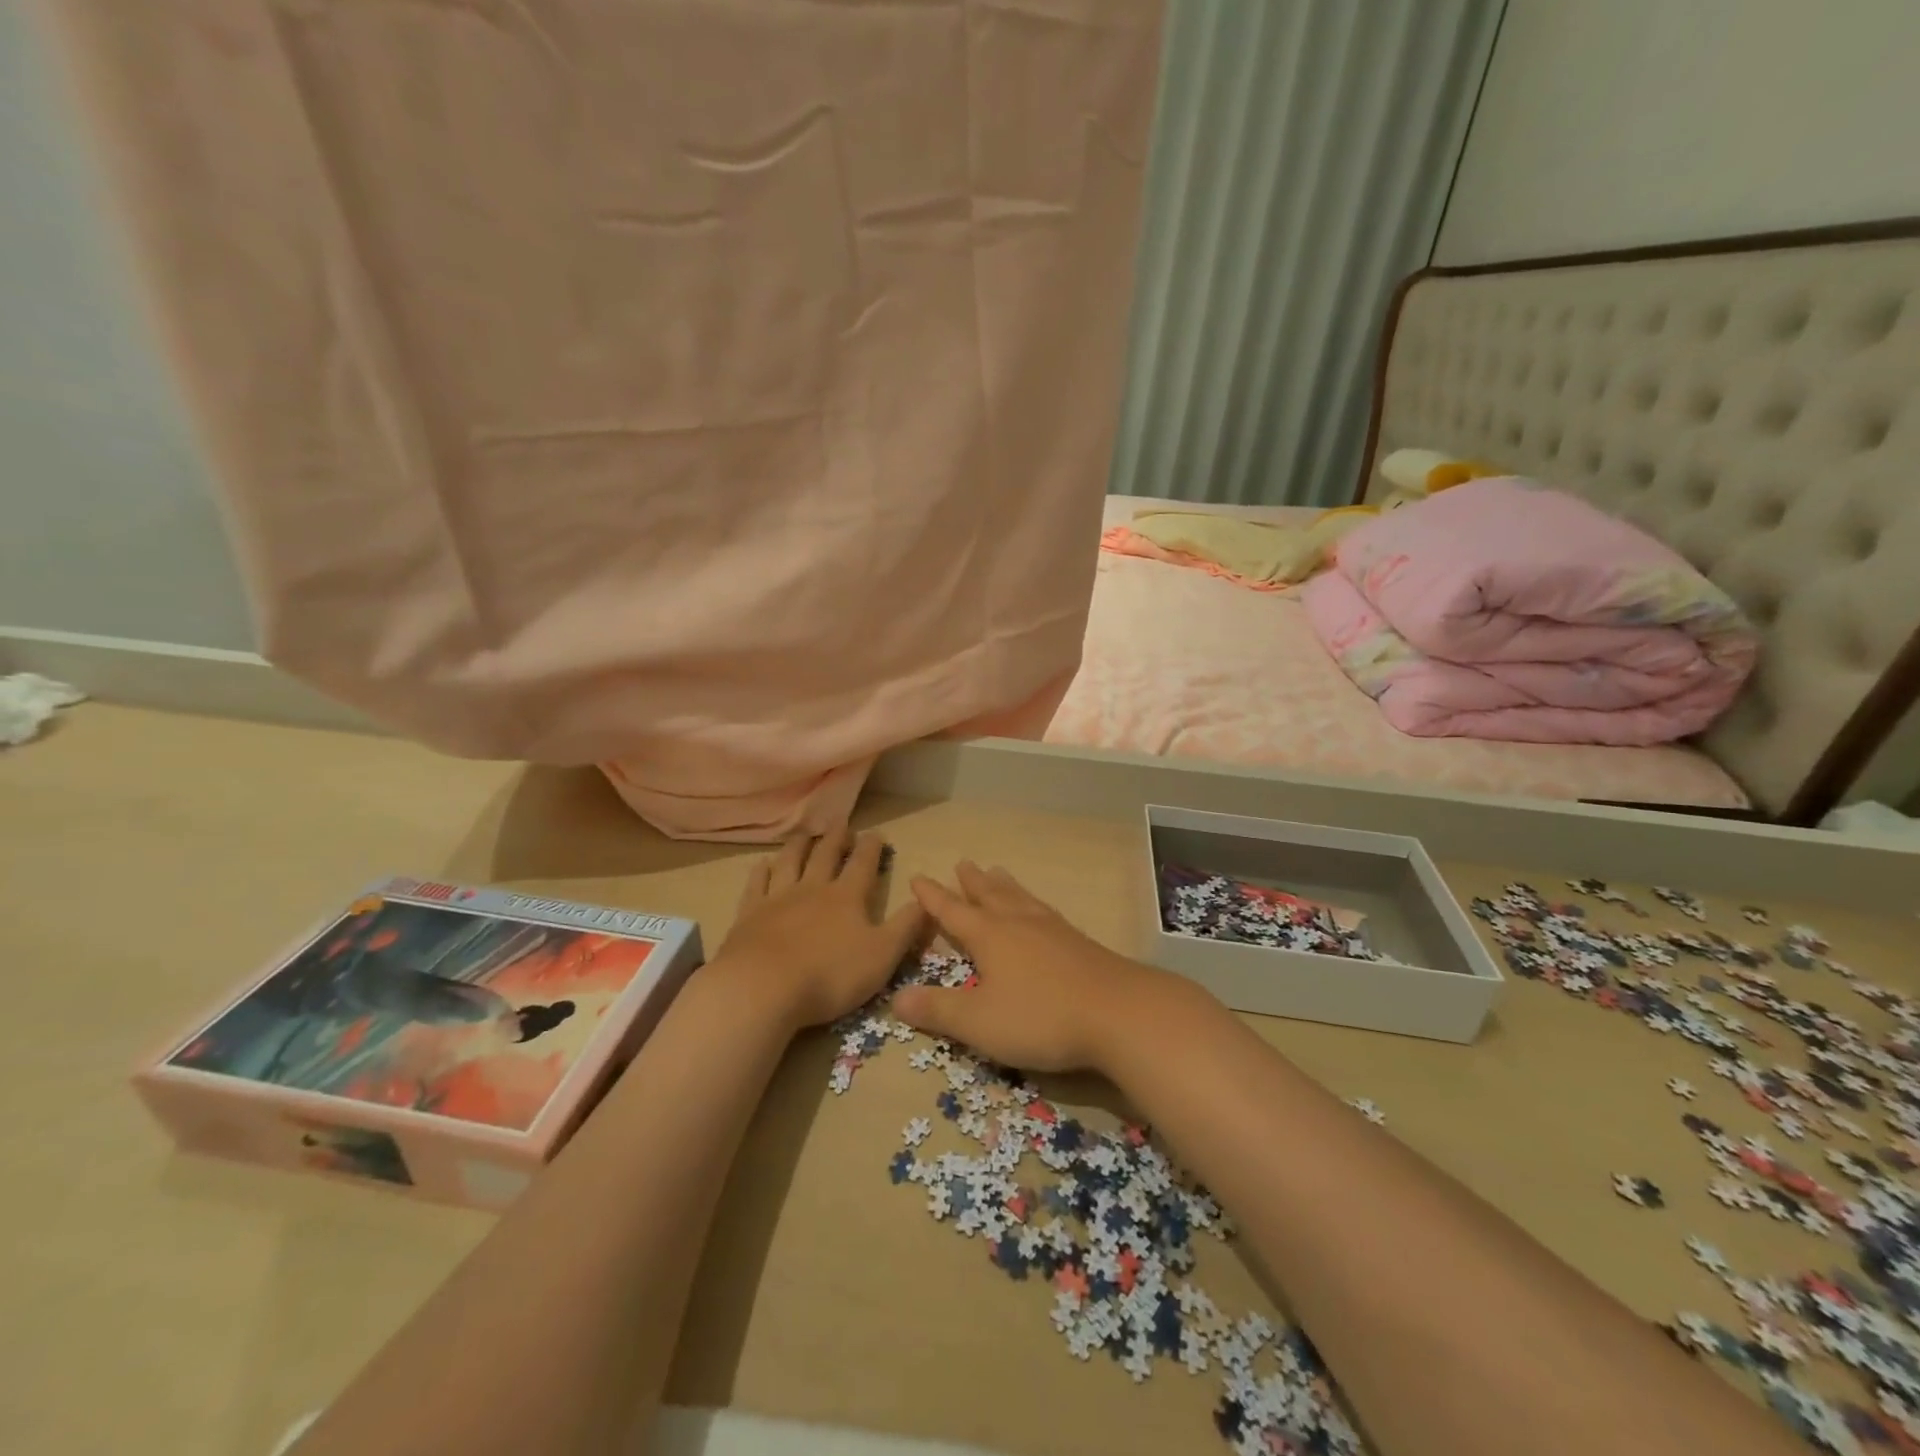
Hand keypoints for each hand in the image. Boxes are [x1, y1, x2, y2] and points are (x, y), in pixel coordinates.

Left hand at [714, 830, 925, 1030]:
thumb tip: (927, 900)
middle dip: (837, 839)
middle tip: (842, 824)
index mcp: (847, 897)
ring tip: (805, 834)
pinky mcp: (748, 914)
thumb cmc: (830, 974)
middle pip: (826, 856)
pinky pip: (756, 885)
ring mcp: (777, 899)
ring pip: (790, 862)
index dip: (872, 848)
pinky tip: (763, 865)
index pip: (863, 865)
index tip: (876, 833)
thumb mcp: (883, 955)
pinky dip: (761, 872)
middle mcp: (813, 889)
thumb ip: (906, 927)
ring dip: (800, 846)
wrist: (762, 987)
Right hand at [892, 862, 1169, 1072]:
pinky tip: (1040, 910)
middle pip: (990, 896)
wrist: (1118, 1012)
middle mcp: (1019, 923)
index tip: (917, 877)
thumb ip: (938, 1010)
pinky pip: (1045, 911)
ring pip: (1020, 898)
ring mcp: (1052, 929)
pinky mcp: (1078, 942)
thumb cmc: (1041, 1016)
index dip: (932, 897)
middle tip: (962, 863)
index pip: (952, 912)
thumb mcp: (979, 1022)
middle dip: (971, 882)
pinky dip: (1032, 902)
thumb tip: (895, 997)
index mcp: (990, 936)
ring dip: (1004, 885)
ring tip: (997, 871)